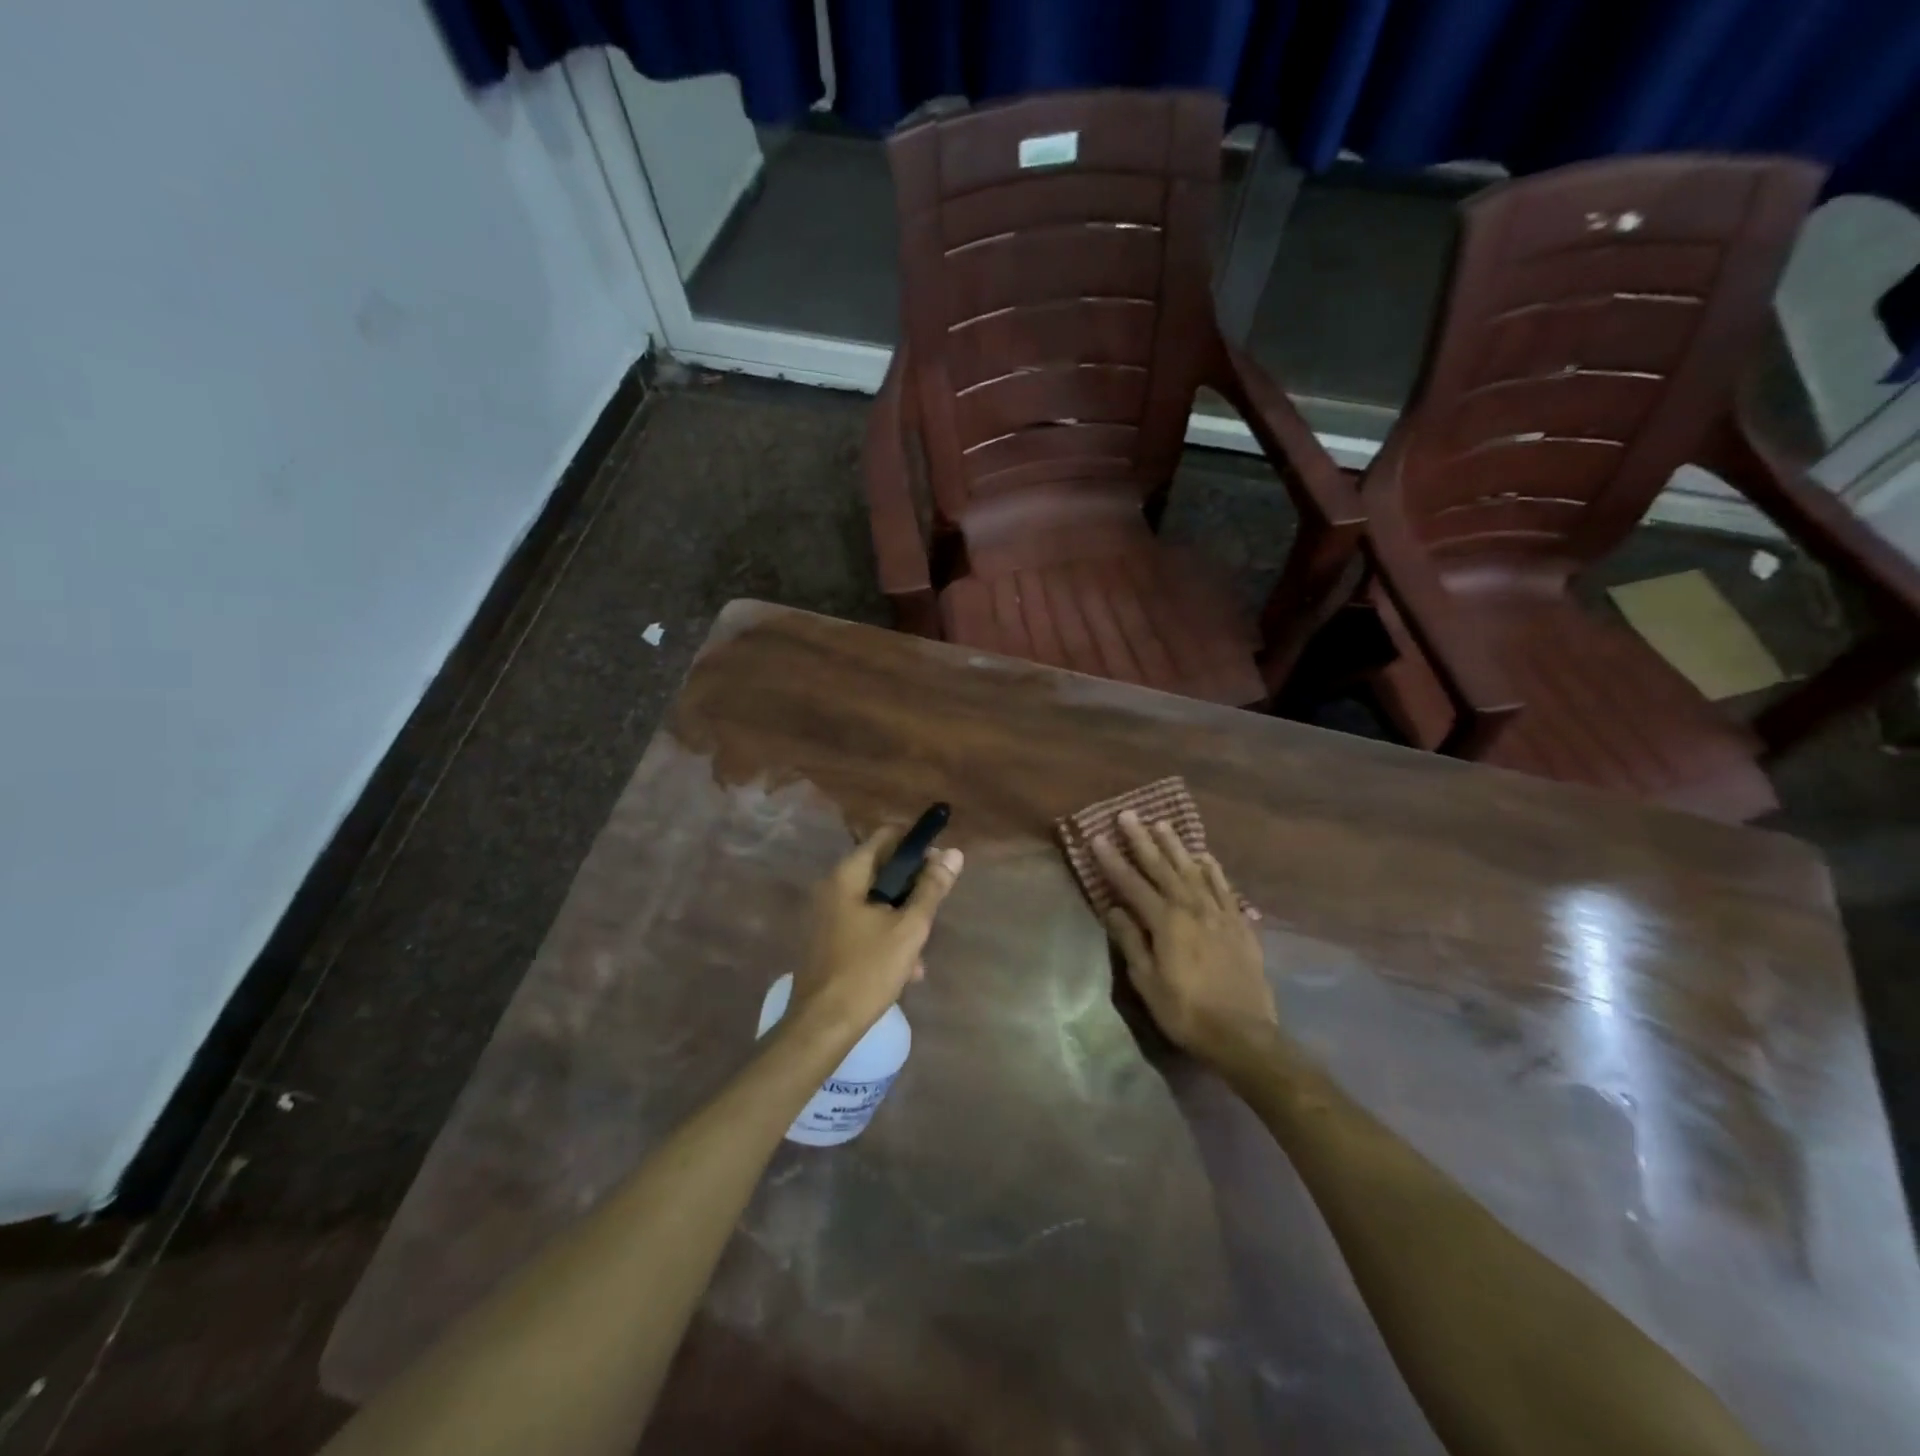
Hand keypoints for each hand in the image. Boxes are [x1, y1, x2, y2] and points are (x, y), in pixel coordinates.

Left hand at [789, 826, 963, 1034]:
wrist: (822, 1025)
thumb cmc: (868, 970)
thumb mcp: (909, 928)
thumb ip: (932, 888)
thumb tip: (953, 853)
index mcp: (847, 874)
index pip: (886, 836)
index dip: (916, 844)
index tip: (941, 864)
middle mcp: (832, 886)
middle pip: (882, 869)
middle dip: (912, 887)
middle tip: (935, 908)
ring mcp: (826, 914)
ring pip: (875, 900)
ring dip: (901, 917)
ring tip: (921, 950)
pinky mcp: (826, 938)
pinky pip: (862, 922)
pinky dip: (884, 934)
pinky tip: (905, 967)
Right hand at [1093, 811, 1274, 1064]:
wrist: (1244, 1035)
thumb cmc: (1186, 1012)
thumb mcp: (1148, 983)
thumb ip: (1131, 942)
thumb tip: (1114, 909)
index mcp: (1166, 922)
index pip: (1132, 884)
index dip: (1113, 861)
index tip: (1098, 837)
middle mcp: (1193, 908)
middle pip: (1163, 867)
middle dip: (1142, 840)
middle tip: (1128, 815)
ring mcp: (1220, 914)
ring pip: (1194, 870)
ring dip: (1176, 846)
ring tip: (1162, 823)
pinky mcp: (1240, 925)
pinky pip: (1224, 887)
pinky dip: (1212, 869)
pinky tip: (1204, 856)